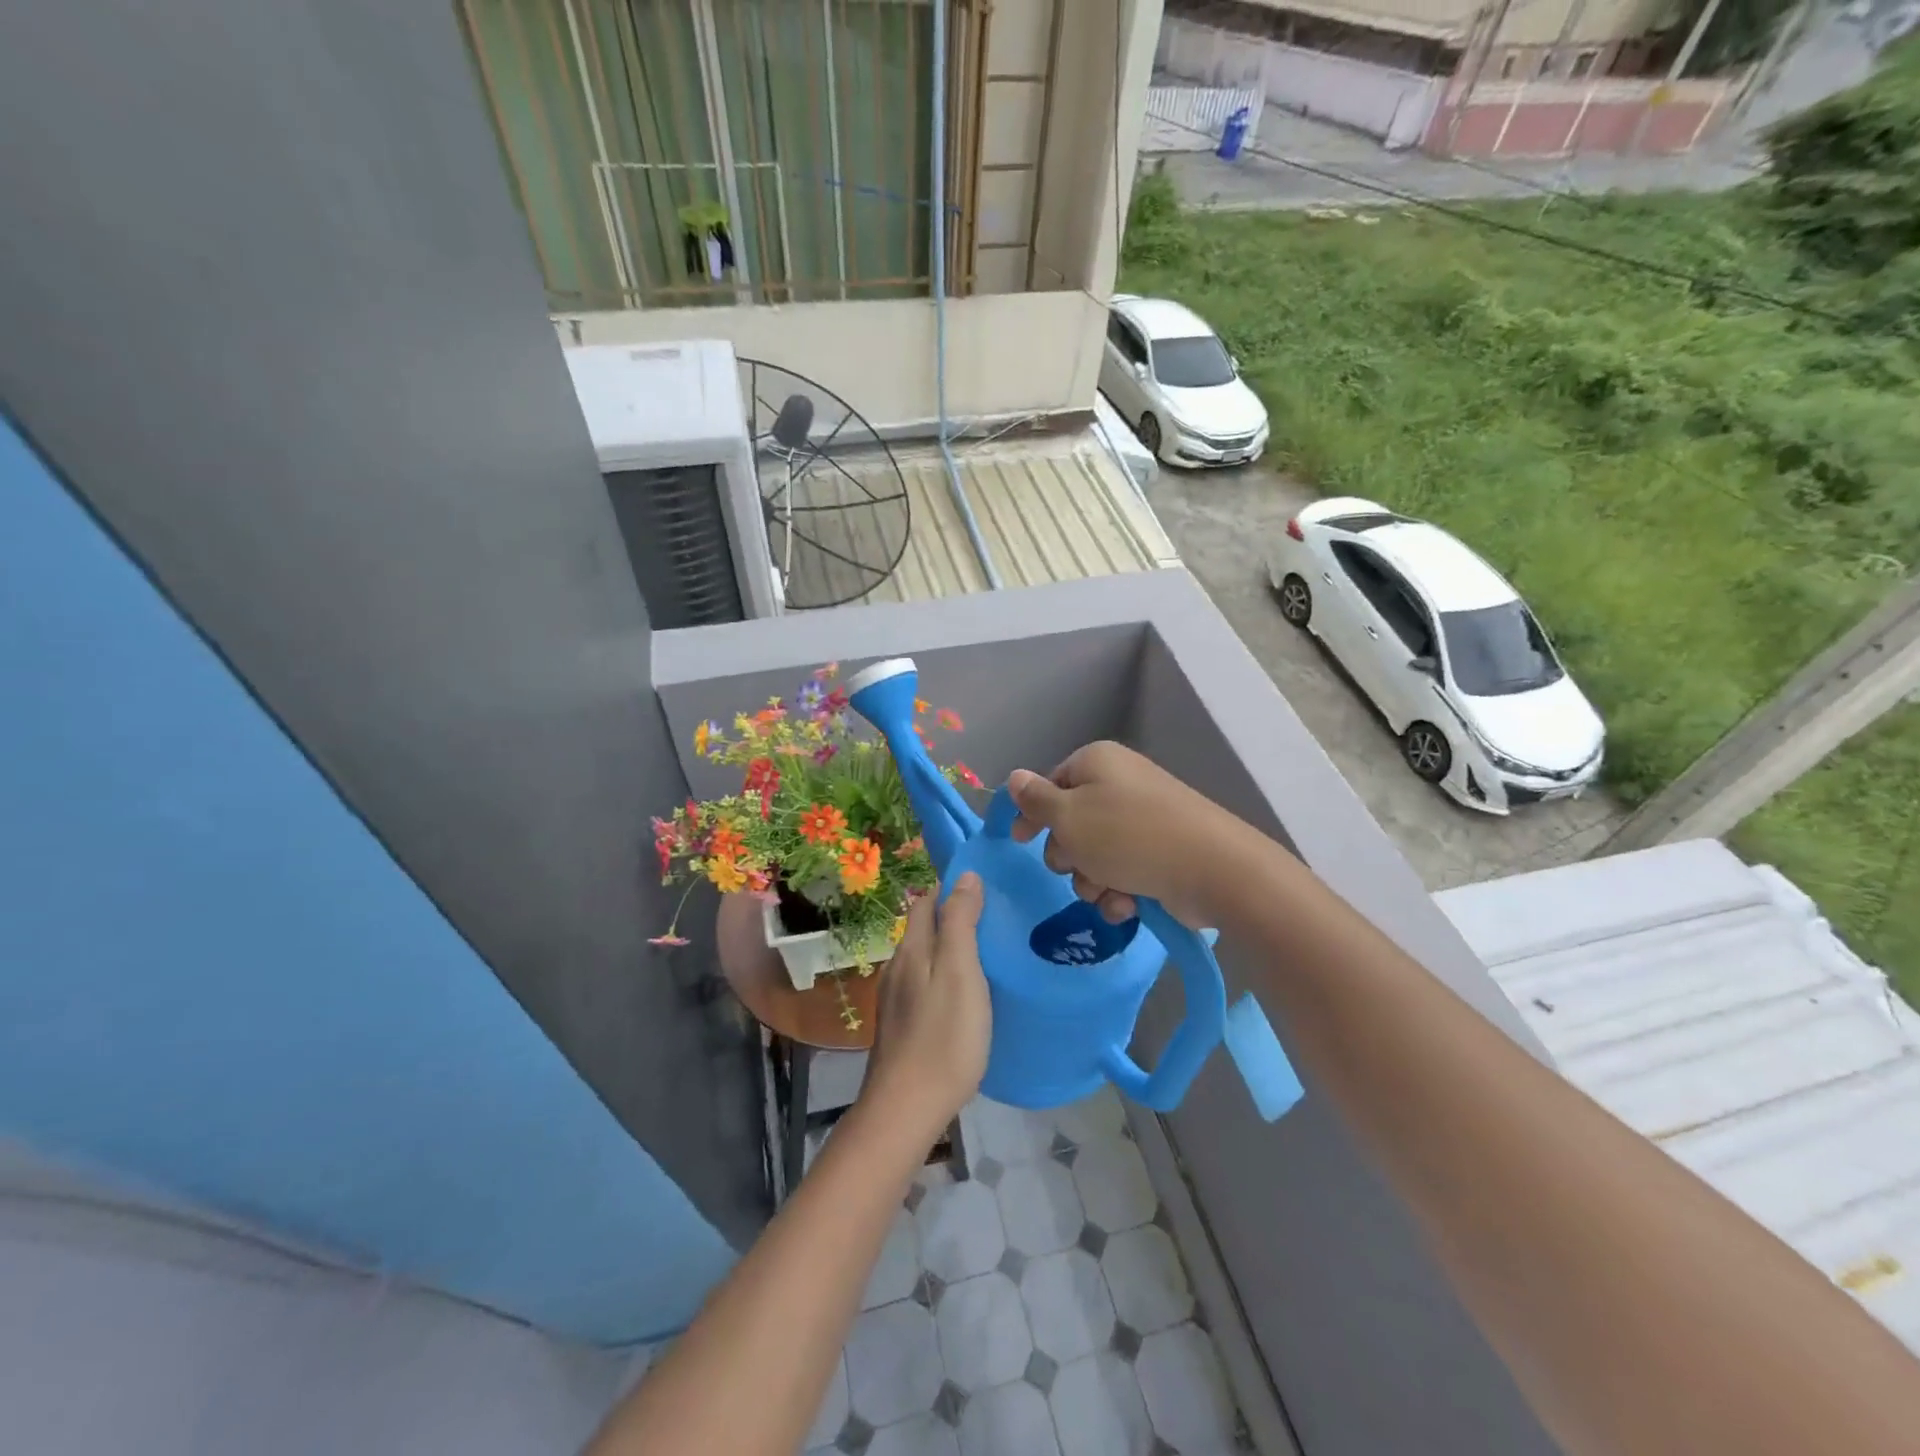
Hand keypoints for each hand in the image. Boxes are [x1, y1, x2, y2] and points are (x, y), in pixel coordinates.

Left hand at [862, 874, 990, 1139]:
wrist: (906, 1107)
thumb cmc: (943, 1037)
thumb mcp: (961, 972)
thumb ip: (960, 922)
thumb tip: (965, 875)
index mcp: (913, 949)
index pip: (928, 901)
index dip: (952, 889)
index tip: (986, 888)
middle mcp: (898, 966)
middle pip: (924, 928)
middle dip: (952, 916)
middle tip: (993, 920)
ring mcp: (896, 998)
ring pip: (923, 958)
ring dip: (948, 948)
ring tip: (985, 955)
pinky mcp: (901, 1024)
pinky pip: (923, 984)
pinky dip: (942, 976)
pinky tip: (962, 994)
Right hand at [1008, 741, 1244, 927]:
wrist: (1211, 868)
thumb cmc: (1127, 836)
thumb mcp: (1068, 817)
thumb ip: (1035, 800)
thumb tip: (1015, 777)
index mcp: (1096, 763)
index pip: (1050, 784)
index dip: (1033, 814)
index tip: (1020, 842)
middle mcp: (1119, 785)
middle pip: (1070, 823)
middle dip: (1068, 854)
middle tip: (1077, 865)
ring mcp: (1143, 820)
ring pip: (1094, 855)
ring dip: (1092, 879)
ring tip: (1108, 890)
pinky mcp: (1161, 852)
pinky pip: (1123, 872)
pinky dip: (1119, 891)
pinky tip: (1128, 904)